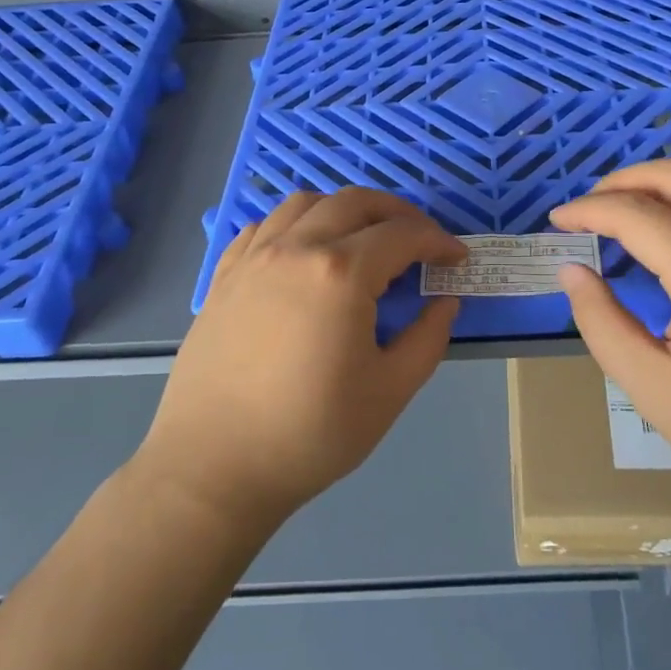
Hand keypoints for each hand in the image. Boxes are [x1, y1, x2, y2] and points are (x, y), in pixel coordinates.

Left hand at [140, 189, 465, 525]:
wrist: (214, 466)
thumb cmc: (311, 433)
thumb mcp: (390, 392)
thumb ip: (428, 338)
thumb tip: (444, 302)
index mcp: (341, 273)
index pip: (402, 235)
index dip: (438, 241)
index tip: (456, 258)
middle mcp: (296, 248)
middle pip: (355, 202)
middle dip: (398, 212)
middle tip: (419, 240)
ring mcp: (254, 257)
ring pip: (306, 203)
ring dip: (345, 209)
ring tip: (363, 238)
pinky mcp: (225, 275)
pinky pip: (264, 225)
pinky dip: (296, 224)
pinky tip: (305, 253)